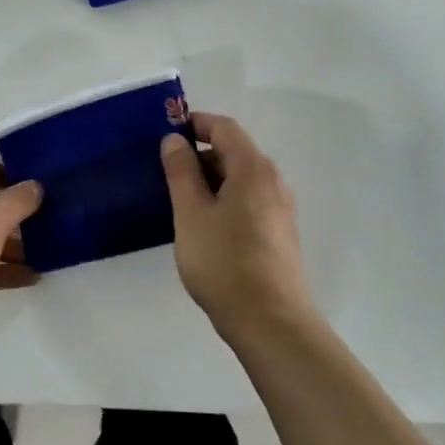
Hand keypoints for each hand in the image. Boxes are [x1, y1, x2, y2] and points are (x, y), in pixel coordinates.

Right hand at [161, 113, 312, 328]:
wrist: (270, 321)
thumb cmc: (224, 263)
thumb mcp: (191, 214)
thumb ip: (181, 172)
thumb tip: (174, 140)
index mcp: (253, 169)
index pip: (224, 128)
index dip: (195, 123)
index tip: (166, 133)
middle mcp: (272, 181)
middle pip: (234, 152)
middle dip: (199, 155)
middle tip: (165, 173)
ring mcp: (280, 209)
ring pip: (241, 179)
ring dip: (210, 180)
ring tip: (179, 201)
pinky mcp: (279, 233)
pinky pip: (248, 201)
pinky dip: (224, 200)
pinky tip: (204, 227)